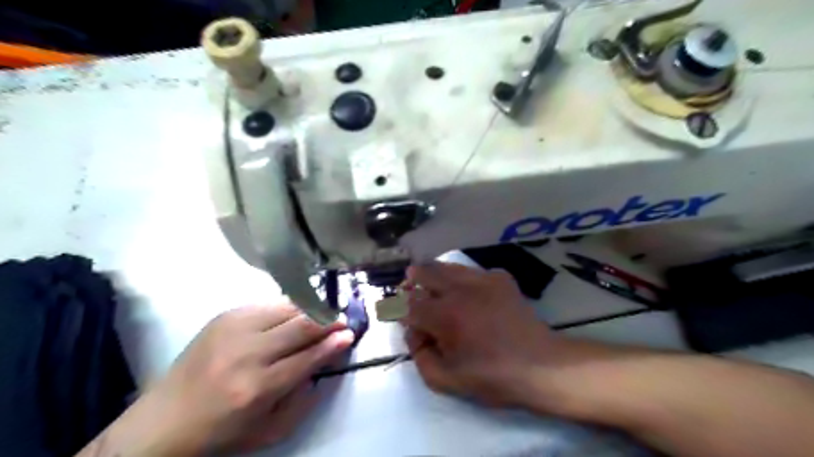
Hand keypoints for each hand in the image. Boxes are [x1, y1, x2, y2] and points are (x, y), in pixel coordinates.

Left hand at [94, 301, 353, 454]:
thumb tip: (326, 358)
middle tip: (342, 320)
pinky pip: (269, 303)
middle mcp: (247, 353)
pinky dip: (287, 308)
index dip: (334, 344)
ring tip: (321, 315)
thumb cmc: (222, 430)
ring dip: (310, 310)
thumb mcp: (270, 429)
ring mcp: (234, 328)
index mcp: (257, 388)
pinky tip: (293, 315)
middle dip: (328, 321)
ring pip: (288, 308)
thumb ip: (304, 396)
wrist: (164, 419)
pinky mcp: (225, 315)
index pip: (308, 358)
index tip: (350, 334)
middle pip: (301, 326)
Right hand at [402, 263, 556, 407]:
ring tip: (433, 286)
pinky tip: (466, 292)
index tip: (401, 316)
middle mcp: (459, 289)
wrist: (541, 365)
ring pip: (446, 265)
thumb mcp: (447, 380)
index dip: (398, 309)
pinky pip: (470, 270)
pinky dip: (460, 278)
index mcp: (444, 315)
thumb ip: (420, 356)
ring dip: (433, 274)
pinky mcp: (500, 277)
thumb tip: (414, 333)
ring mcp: (481, 279)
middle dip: (411, 281)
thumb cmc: (493, 376)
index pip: (407, 303)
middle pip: (423, 271)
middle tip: (410, 290)